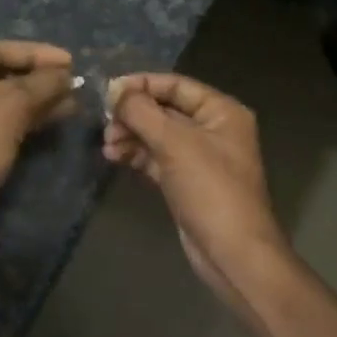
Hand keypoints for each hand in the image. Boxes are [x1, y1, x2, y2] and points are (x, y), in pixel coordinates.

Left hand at [0, 40, 76, 237]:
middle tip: (73, 80)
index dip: (35, 53)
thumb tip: (67, 73)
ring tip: (74, 99)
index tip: (70, 60)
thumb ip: (41, 83)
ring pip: (1, 99)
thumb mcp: (9, 107)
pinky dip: (26, 116)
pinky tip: (58, 116)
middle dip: (37, 78)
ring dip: (37, 98)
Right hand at [103, 72, 292, 309]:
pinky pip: (158, 158)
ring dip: (131, 136)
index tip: (108, 91)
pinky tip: (114, 157)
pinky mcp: (187, 182)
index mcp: (222, 111)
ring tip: (107, 145)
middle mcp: (213, 129)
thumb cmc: (210, 189)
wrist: (232, 251)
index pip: (176, 85)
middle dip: (133, 115)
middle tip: (105, 124)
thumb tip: (115, 89)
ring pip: (158, 136)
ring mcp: (200, 157)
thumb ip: (142, 112)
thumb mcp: (175, 143)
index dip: (142, 85)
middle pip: (165, 109)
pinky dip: (137, 155)